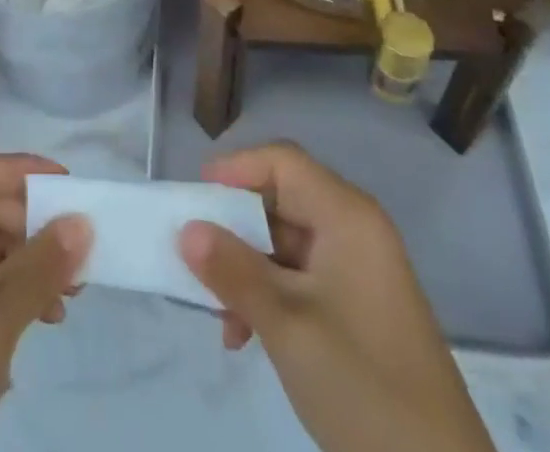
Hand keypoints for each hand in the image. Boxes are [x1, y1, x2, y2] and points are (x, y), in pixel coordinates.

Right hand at [178, 142, 493, 451]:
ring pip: (286, 244)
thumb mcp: (286, 325)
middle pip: (282, 201)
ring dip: (247, 271)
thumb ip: (232, 270)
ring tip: (220, 316)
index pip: (283, 163)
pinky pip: (301, 279)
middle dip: (235, 229)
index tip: (194, 198)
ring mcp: (359, 272)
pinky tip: (245, 336)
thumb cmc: (362, 386)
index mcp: (348, 217)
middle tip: (195, 258)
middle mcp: (355, 231)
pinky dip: (269, 296)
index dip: (236, 169)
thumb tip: (186, 229)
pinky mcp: (358, 310)